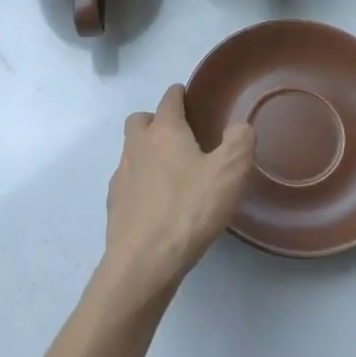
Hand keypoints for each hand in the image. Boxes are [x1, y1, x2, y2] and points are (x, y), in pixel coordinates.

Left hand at [99, 85, 254, 301]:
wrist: (144, 261)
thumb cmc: (188, 210)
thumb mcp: (229, 174)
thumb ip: (240, 143)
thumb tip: (240, 126)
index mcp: (164, 131)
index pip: (169, 100)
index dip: (179, 95)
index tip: (187, 96)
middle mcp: (137, 146)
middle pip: (140, 121)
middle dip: (156, 120)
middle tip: (178, 134)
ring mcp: (122, 176)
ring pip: (132, 151)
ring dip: (148, 152)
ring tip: (172, 171)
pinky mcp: (115, 204)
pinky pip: (128, 182)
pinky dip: (141, 183)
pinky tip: (158, 203)